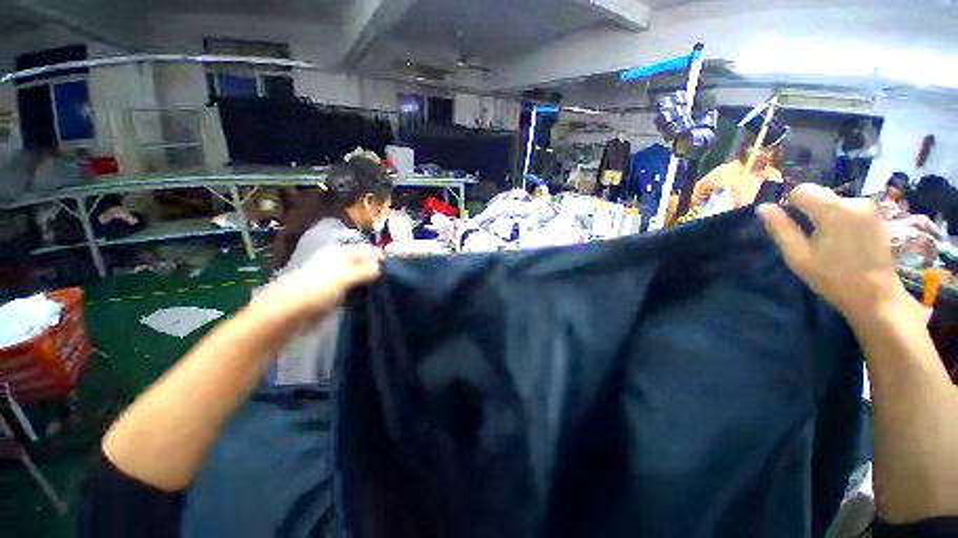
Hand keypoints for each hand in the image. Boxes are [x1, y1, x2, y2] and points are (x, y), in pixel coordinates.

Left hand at [256, 245, 382, 320]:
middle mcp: (335, 264)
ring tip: (383, 288)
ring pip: (355, 277)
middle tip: (391, 278)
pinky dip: (358, 292)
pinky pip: (349, 290)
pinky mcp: (328, 294)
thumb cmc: (312, 292)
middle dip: (374, 269)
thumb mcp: (341, 279)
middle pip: (360, 263)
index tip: (393, 265)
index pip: (363, 250)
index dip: (377, 256)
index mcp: (338, 255)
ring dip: (367, 282)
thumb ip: (362, 272)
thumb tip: (380, 266)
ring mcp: (331, 279)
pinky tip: (367, 298)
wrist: (282, 315)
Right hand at [758, 184, 913, 324]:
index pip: (802, 190)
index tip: (792, 226)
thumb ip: (780, 228)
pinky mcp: (876, 215)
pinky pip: (848, 208)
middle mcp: (854, 200)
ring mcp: (869, 207)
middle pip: (819, 194)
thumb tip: (762, 207)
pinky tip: (843, 240)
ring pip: (833, 201)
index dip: (790, 205)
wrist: (876, 295)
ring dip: (825, 215)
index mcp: (833, 210)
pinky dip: (840, 219)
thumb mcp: (798, 256)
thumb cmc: (832, 278)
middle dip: (809, 210)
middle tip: (809, 237)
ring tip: (828, 241)